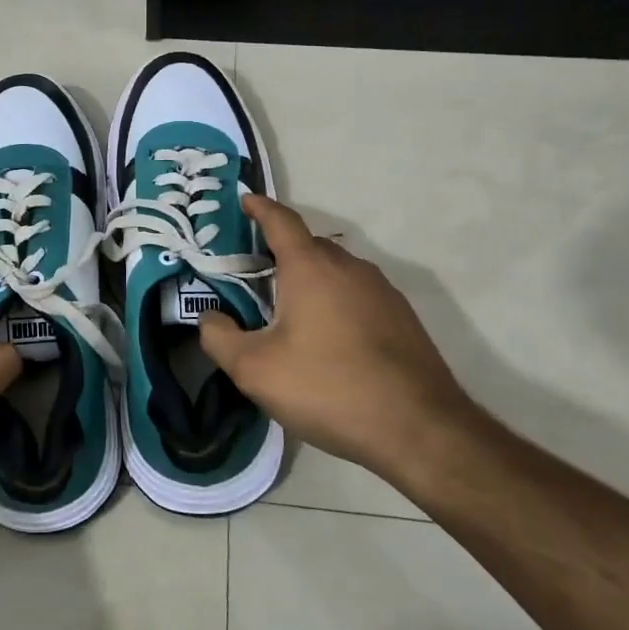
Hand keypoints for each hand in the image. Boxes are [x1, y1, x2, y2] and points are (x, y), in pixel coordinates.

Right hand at [198, 195, 474, 478]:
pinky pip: (357, 295)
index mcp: (311, 267)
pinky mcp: (402, 318)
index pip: (281, 221)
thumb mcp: (255, 370)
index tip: (245, 200)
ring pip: (336, 271)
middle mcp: (349, 267)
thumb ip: (220, 339)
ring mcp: (382, 291)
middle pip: (308, 246)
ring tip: (288, 310)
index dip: (260, 208)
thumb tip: (209, 319)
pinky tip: (328, 338)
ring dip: (309, 279)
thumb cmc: (328, 388)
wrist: (419, 429)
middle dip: (279, 251)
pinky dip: (335, 301)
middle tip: (253, 273)